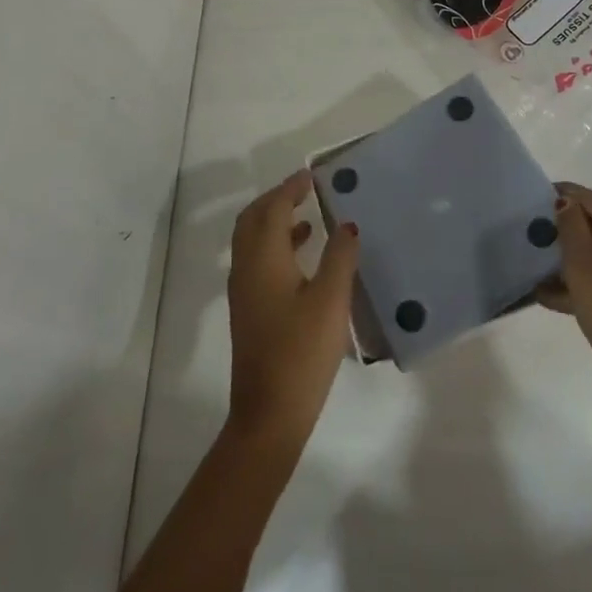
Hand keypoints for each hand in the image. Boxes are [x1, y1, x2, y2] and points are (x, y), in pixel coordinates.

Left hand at [225, 171, 360, 447]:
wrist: (268, 416)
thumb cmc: (301, 353)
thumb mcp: (331, 301)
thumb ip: (340, 257)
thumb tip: (347, 224)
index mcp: (263, 258)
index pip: (273, 208)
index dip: (291, 188)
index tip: (311, 175)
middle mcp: (246, 267)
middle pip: (253, 219)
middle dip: (276, 199)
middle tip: (304, 190)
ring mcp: (244, 291)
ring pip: (252, 239)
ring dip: (275, 221)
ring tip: (308, 216)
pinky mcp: (249, 310)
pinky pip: (257, 259)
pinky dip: (275, 245)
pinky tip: (302, 258)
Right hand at [538, 182, 591, 431]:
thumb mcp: (583, 268)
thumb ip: (569, 227)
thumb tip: (566, 204)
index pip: (590, 198)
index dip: (557, 201)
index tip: (529, 209)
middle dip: (568, 236)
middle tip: (534, 247)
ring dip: (579, 265)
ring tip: (542, 281)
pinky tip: (565, 301)